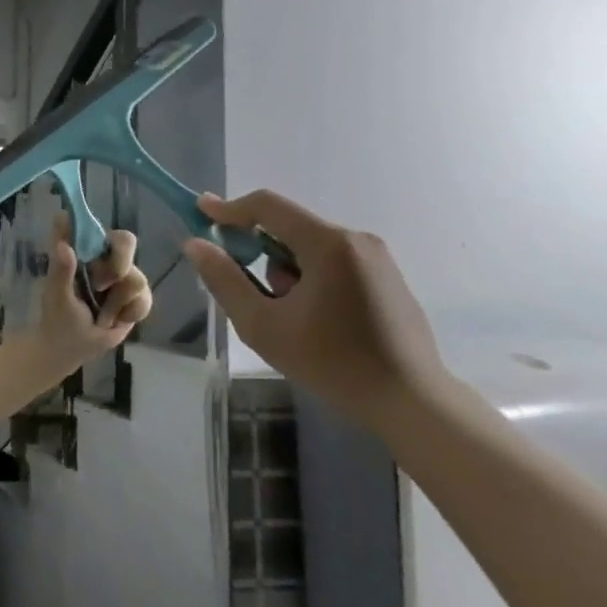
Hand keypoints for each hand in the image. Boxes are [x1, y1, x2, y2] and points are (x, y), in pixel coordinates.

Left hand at [38, 215, 153, 364]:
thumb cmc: (58, 318)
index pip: (90, 226)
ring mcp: (122, 275)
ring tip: (101, 314)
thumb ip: (61, 270)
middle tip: (100, 286)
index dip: (93, 226)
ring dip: (117, 302)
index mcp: (80, 251)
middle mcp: (103, 258)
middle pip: (126, 241)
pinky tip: (115, 320)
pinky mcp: (135, 296)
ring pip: (137, 276)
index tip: (90, 245)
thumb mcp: (56, 295)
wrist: (72, 349)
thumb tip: (63, 245)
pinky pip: (144, 298)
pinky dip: (130, 313)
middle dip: (118, 265)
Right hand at [183, 190, 448, 418]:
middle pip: (287, 227)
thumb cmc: (330, 361)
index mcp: (327, 244)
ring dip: (285, 269)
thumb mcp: (261, 324)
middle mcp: (355, 239)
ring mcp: (376, 258)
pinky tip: (314, 319)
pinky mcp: (386, 277)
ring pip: (309, 247)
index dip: (228, 208)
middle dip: (258, 251)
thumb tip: (196, 244)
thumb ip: (224, 279)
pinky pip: (332, 261)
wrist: (411, 400)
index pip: (267, 206)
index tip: (200, 212)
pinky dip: (309, 277)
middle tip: (246, 289)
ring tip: (288, 316)